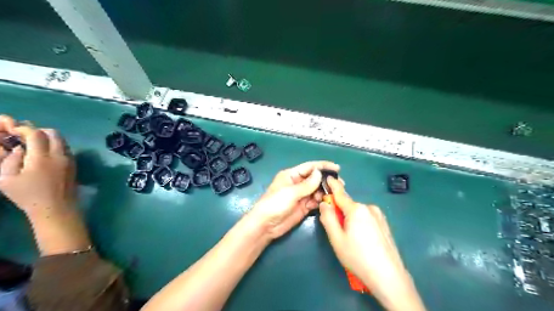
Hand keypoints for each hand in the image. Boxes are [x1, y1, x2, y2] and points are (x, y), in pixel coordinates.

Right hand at [1, 115, 74, 215]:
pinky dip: (56, 146)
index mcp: (42, 157)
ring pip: (62, 140)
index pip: (36, 134)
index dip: (24, 129)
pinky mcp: (74, 165)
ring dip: (49, 138)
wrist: (56, 207)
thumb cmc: (28, 195)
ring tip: (35, 144)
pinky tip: (45, 154)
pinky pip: (66, 149)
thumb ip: (10, 160)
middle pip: (54, 133)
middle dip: (39, 131)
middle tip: (26, 136)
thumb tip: (18, 148)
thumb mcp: (6, 179)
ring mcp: (70, 160)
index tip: (14, 131)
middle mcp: (60, 155)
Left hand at [249, 162, 340, 238]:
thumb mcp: (291, 192)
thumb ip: (307, 184)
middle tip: (340, 184)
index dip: (323, 166)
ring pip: (317, 190)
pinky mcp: (304, 207)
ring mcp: (301, 195)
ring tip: (336, 194)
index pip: (310, 167)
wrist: (266, 225)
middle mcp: (297, 183)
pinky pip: (315, 201)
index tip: (337, 168)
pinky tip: (328, 201)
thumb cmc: (275, 204)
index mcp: (291, 175)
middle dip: (326, 180)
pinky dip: (321, 201)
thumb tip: (319, 173)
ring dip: (325, 191)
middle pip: (315, 179)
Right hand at [321, 178, 424, 309]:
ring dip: (351, 219)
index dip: (333, 185)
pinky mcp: (385, 224)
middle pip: (348, 206)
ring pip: (358, 213)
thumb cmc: (358, 257)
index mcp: (356, 209)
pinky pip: (367, 218)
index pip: (340, 194)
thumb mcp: (336, 239)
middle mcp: (369, 208)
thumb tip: (325, 203)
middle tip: (337, 231)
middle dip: (340, 212)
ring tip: (352, 240)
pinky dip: (360, 224)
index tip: (328, 176)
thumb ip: (328, 218)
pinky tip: (363, 241)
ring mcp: (379, 216)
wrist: (389, 276)